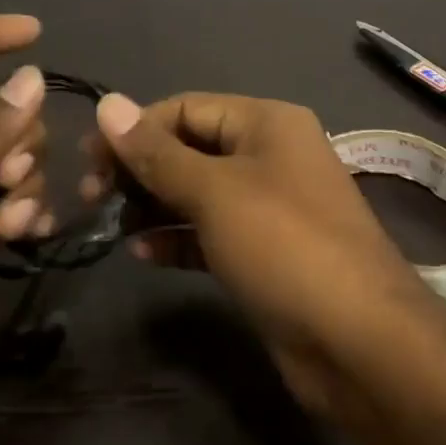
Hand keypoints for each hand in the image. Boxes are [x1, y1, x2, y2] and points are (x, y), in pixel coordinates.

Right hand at [93, 91, 434, 411]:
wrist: (358, 341)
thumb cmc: (283, 246)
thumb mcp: (214, 192)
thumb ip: (156, 152)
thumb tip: (107, 103)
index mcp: (267, 123)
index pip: (186, 108)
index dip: (135, 129)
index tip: (87, 160)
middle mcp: (270, 156)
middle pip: (190, 149)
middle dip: (141, 169)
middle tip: (92, 197)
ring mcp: (270, 207)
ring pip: (198, 193)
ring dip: (153, 205)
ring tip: (110, 225)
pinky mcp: (265, 253)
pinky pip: (211, 233)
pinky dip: (177, 239)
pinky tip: (143, 254)